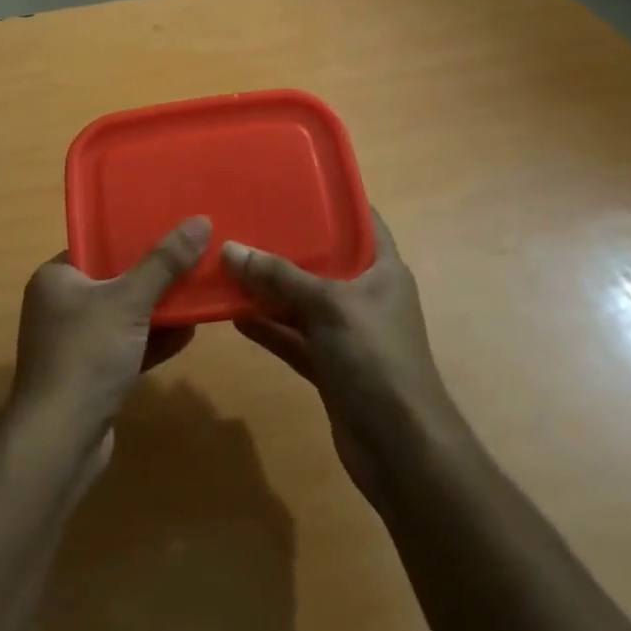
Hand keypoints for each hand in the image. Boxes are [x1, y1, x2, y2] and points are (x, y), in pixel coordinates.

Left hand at [10, 216, 209, 456]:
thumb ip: (165, 262)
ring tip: (199, 291)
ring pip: (124, 316)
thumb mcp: (129, 300)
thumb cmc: (86, 355)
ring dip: (159, 308)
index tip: (171, 227)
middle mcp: (60, 306)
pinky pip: (127, 346)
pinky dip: (153, 340)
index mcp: (56, 278)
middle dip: (154, 274)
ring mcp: (75, 344)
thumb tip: (200, 220)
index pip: (96, 245)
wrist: (60, 441)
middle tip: (194, 258)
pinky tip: (189, 333)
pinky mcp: (91, 376)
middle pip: (115, 280)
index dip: (133, 235)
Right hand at [224, 209, 461, 502]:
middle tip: (244, 218)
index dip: (332, 200)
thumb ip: (279, 276)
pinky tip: (233, 314)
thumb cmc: (376, 358)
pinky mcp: (330, 366)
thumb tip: (230, 248)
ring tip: (228, 263)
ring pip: (302, 301)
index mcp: (383, 270)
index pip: (361, 220)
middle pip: (323, 260)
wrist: (402, 449)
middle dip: (286, 244)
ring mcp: (347, 333)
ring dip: (269, 288)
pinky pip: (293, 337)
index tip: (292, 181)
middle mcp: (366, 296)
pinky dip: (268, 327)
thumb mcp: (328, 305)